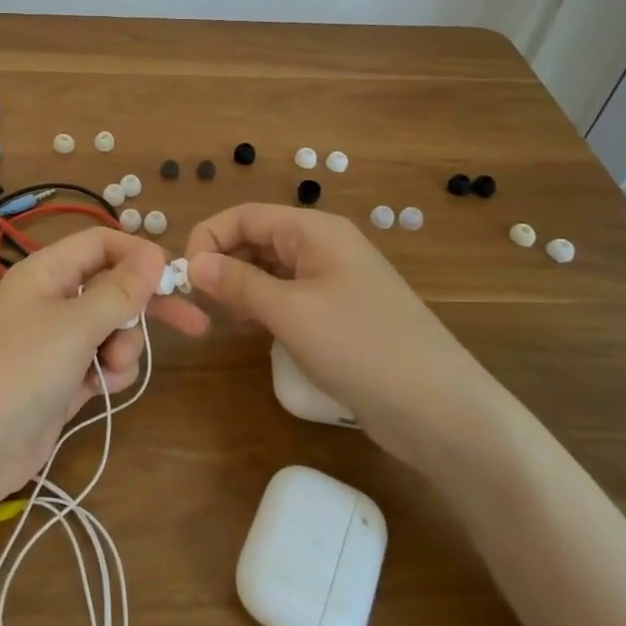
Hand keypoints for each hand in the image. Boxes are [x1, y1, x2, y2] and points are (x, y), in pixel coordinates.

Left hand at [0, 228, 206, 505]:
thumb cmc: (19, 371)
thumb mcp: (74, 325)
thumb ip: (119, 290)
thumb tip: (154, 251)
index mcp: (47, 272)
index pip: (101, 243)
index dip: (137, 254)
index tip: (174, 277)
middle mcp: (52, 301)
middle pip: (112, 289)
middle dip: (146, 307)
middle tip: (194, 324)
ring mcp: (55, 343)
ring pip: (111, 331)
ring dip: (123, 348)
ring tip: (108, 369)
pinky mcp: (60, 381)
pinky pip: (99, 364)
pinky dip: (107, 374)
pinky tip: (98, 390)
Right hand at [184, 203, 499, 469]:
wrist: (441, 411)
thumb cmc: (361, 347)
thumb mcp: (290, 312)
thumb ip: (237, 283)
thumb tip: (192, 263)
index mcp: (315, 231)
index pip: (246, 215)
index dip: (209, 237)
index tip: (184, 276)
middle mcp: (324, 247)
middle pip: (258, 238)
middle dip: (223, 262)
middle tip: (198, 302)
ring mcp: (335, 282)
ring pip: (272, 269)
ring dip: (241, 285)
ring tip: (221, 316)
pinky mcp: (341, 315)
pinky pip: (290, 296)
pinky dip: (264, 306)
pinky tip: (254, 329)